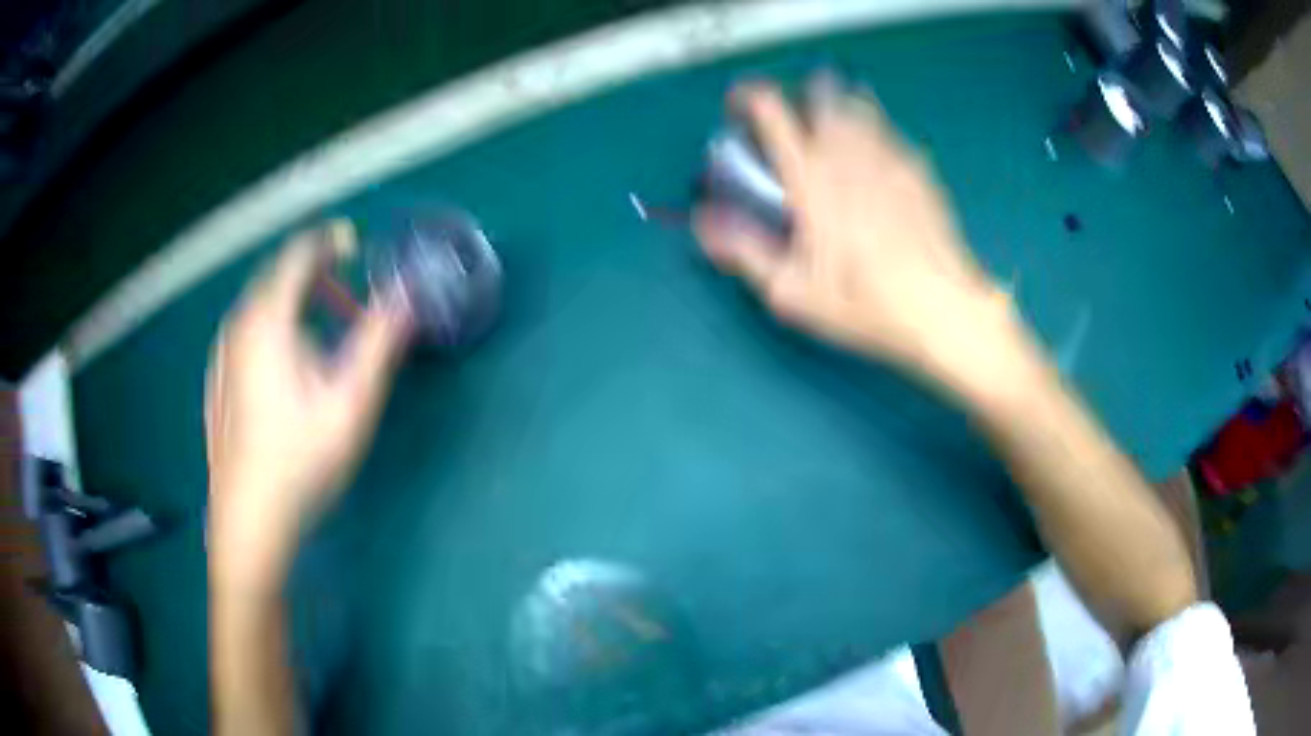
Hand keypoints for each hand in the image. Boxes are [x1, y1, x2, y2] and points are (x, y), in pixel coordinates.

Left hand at [206, 221, 410, 583]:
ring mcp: (222, 357)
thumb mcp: (351, 401)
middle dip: (316, 279)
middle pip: (277, 279)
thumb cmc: (301, 461)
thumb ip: (381, 340)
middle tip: (350, 307)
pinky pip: (247, 338)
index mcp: (266, 319)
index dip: (328, 241)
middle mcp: (237, 327)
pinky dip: (274, 335)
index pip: (298, 254)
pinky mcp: (218, 384)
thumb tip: (408, 294)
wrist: (248, 521)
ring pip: (261, 311)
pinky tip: (289, 377)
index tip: (354, 245)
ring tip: (324, 344)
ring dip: (296, 310)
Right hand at [695, 78, 1032, 397]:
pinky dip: (872, 132)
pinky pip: (889, 131)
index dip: (748, 97)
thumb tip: (704, 222)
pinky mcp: (919, 169)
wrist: (943, 311)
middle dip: (798, 97)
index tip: (739, 107)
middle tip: (794, 124)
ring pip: (858, 103)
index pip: (772, 109)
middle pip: (820, 92)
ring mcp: (890, 156)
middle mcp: (849, 154)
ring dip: (836, 107)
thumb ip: (744, 250)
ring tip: (832, 134)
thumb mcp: (793, 291)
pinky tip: (873, 162)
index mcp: (812, 177)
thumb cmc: (866, 305)